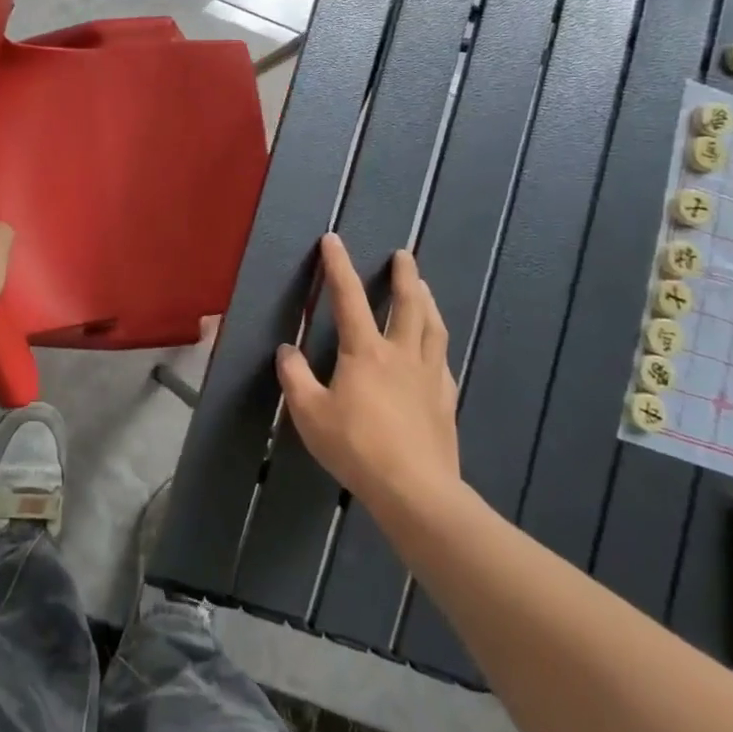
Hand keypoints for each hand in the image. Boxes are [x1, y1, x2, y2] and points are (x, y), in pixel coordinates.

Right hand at [276, 235, 462, 521]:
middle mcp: (401, 354)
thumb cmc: (356, 447)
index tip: (333, 240)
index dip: (338, 266)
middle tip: (403, 255)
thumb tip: (287, 350)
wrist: (415, 491)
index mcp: (365, 352)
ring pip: (432, 327)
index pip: (348, 298)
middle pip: (408, 304)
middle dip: (404, 276)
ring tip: (425, 287)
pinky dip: (436, 342)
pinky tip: (435, 347)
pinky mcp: (445, 400)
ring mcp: (429, 376)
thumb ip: (295, 378)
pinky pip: (443, 360)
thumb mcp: (309, 413)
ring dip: (427, 301)